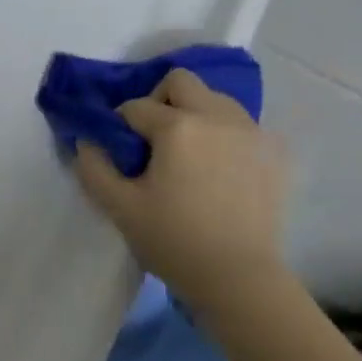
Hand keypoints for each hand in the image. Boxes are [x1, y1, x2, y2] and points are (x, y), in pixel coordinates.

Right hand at [74, 68, 290, 311]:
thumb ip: (94, 168)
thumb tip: (87, 141)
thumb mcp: (120, 209)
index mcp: (178, 127)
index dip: (118, 126)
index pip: (135, 107)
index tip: (119, 152)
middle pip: (181, 82)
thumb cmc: (173, 243)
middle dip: (158, 101)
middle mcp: (218, 116)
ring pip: (215, 99)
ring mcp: (251, 131)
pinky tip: (218, 169)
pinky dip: (222, 134)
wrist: (238, 278)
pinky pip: (241, 124)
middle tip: (152, 141)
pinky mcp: (273, 151)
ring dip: (193, 114)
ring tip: (187, 155)